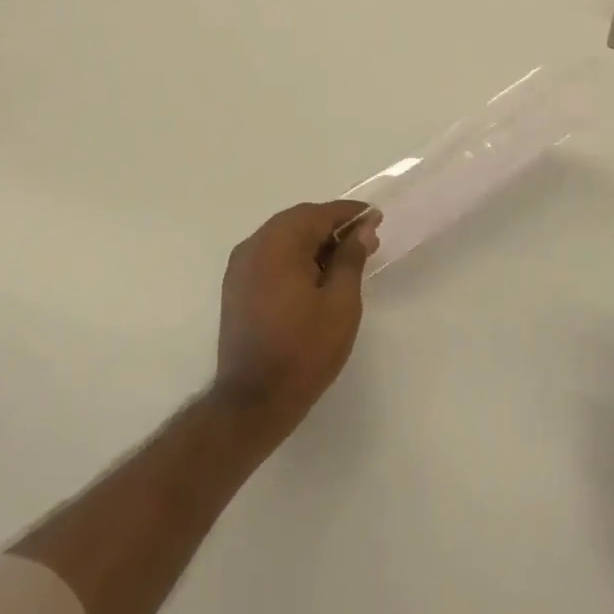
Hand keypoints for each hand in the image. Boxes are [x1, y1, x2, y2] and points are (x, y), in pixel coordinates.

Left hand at [214, 200, 378, 443]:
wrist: (253, 400)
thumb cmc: (304, 349)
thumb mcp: (340, 302)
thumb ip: (351, 258)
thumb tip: (362, 229)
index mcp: (278, 243)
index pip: (319, 213)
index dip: (350, 214)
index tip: (376, 218)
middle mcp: (254, 246)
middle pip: (298, 221)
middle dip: (332, 227)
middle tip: (366, 240)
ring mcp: (240, 267)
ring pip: (283, 238)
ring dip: (314, 242)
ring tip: (346, 261)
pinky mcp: (236, 288)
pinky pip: (270, 257)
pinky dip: (294, 257)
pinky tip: (316, 277)